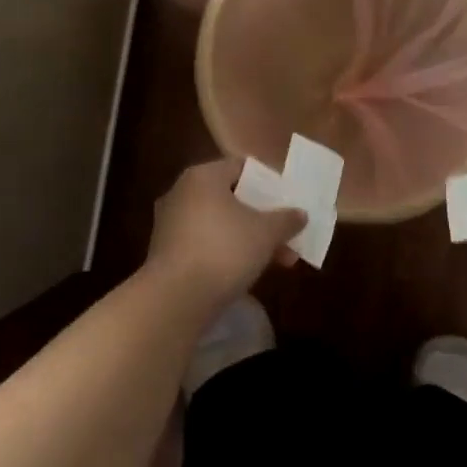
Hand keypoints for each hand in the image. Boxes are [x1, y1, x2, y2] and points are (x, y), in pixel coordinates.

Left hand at [144, 157, 304, 305]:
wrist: (176, 298)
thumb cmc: (224, 250)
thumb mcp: (266, 233)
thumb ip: (286, 220)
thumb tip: (300, 214)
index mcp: (203, 176)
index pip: (241, 168)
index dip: (268, 183)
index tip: (288, 201)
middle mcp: (181, 193)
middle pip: (231, 199)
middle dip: (263, 219)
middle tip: (288, 236)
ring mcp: (170, 224)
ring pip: (220, 224)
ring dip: (249, 240)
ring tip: (278, 261)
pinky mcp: (166, 253)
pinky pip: (205, 244)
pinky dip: (227, 253)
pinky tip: (249, 273)